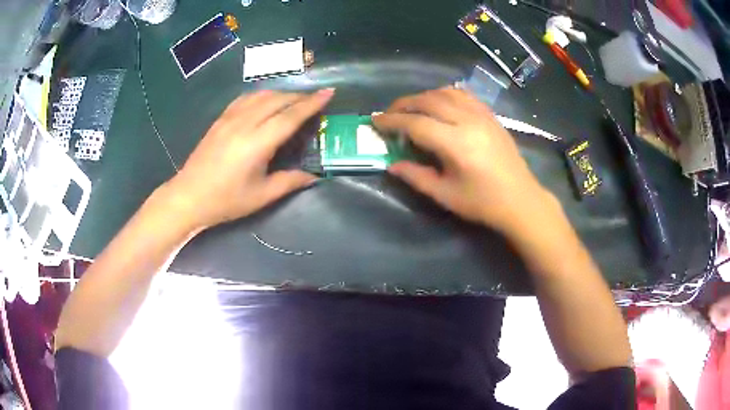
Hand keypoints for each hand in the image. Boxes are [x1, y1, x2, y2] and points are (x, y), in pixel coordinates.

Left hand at [163, 89, 333, 229]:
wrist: (188, 196)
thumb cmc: (225, 200)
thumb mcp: (261, 196)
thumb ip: (289, 182)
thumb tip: (313, 177)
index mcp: (257, 143)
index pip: (290, 116)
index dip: (311, 103)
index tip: (328, 93)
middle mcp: (244, 123)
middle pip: (278, 100)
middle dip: (300, 96)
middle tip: (315, 100)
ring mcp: (230, 118)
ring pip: (261, 95)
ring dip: (282, 94)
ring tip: (294, 100)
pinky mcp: (220, 119)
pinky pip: (245, 98)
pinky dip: (262, 96)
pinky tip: (266, 102)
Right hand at [372, 87, 551, 232]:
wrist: (521, 200)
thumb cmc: (483, 203)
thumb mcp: (445, 195)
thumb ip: (416, 177)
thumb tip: (392, 164)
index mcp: (456, 144)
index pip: (416, 124)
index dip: (391, 121)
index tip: (375, 121)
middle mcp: (469, 122)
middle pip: (429, 101)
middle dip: (404, 104)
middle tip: (389, 114)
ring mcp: (482, 115)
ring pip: (446, 93)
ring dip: (423, 96)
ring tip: (411, 108)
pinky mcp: (491, 116)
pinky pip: (464, 95)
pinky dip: (445, 95)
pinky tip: (439, 104)